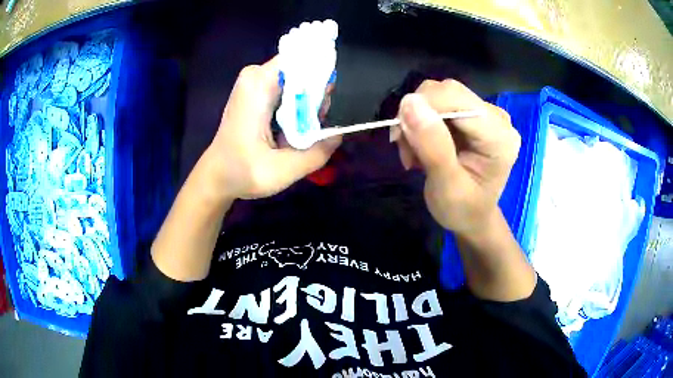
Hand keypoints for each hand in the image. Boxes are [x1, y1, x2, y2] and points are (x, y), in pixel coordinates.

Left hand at [203, 56, 341, 199]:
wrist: (217, 176)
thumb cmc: (243, 172)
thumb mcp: (283, 170)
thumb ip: (317, 152)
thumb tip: (339, 134)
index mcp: (259, 84)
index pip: (301, 58)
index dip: (320, 76)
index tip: (323, 105)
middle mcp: (255, 75)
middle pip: (301, 70)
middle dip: (314, 95)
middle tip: (312, 125)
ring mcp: (254, 81)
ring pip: (296, 80)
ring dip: (306, 103)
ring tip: (300, 131)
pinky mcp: (255, 90)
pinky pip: (287, 88)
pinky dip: (296, 105)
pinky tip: (292, 128)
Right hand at [395, 79, 519, 235]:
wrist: (472, 218)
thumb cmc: (462, 210)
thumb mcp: (446, 186)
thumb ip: (432, 145)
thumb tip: (409, 101)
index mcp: (499, 136)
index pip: (457, 98)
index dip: (423, 107)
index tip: (399, 136)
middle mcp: (497, 118)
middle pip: (448, 92)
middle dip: (418, 115)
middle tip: (405, 149)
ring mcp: (486, 114)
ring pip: (439, 95)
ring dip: (417, 120)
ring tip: (412, 152)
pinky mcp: (473, 115)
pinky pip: (439, 103)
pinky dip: (421, 121)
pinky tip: (420, 144)